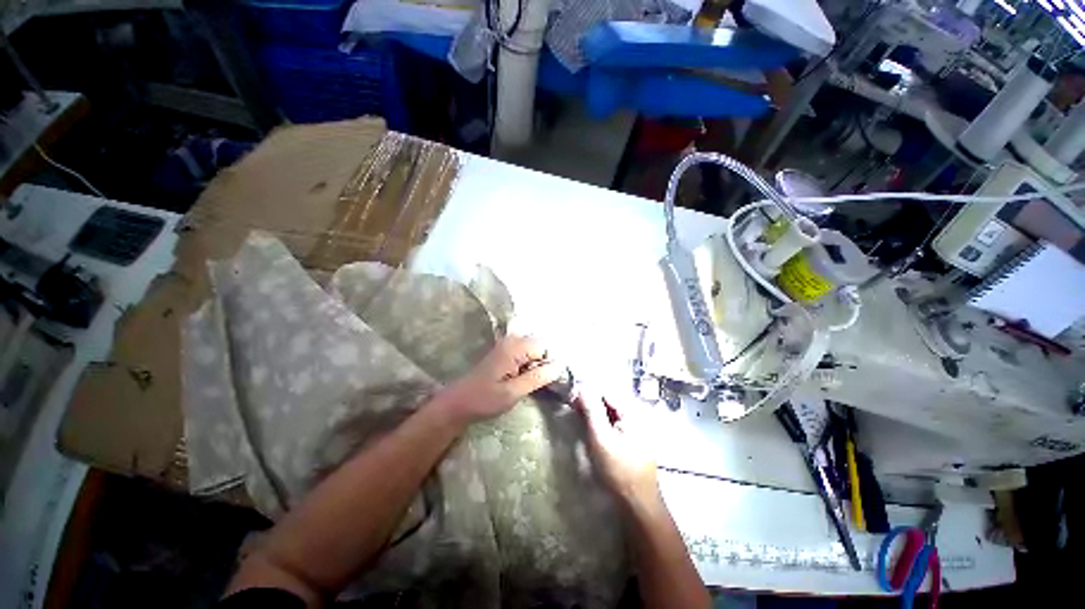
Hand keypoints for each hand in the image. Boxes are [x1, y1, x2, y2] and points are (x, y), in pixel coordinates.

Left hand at [439, 335, 561, 424]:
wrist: (459, 402)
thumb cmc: (484, 399)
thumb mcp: (513, 392)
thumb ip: (538, 377)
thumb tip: (561, 365)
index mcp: (515, 346)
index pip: (547, 347)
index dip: (551, 363)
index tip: (550, 381)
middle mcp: (513, 339)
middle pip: (542, 346)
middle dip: (546, 363)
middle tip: (541, 384)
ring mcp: (509, 344)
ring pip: (536, 350)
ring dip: (539, 365)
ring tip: (533, 383)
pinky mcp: (507, 351)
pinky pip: (527, 354)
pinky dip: (531, 365)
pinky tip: (526, 379)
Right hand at [574, 388, 659, 505]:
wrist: (638, 504)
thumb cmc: (618, 470)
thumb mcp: (600, 437)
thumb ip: (592, 409)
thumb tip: (582, 385)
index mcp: (633, 411)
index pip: (606, 391)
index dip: (587, 392)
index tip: (571, 398)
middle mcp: (637, 414)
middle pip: (609, 400)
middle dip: (589, 401)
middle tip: (572, 407)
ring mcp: (636, 427)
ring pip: (610, 411)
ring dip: (593, 411)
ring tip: (577, 415)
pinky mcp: (632, 438)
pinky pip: (613, 422)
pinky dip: (600, 421)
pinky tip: (590, 427)